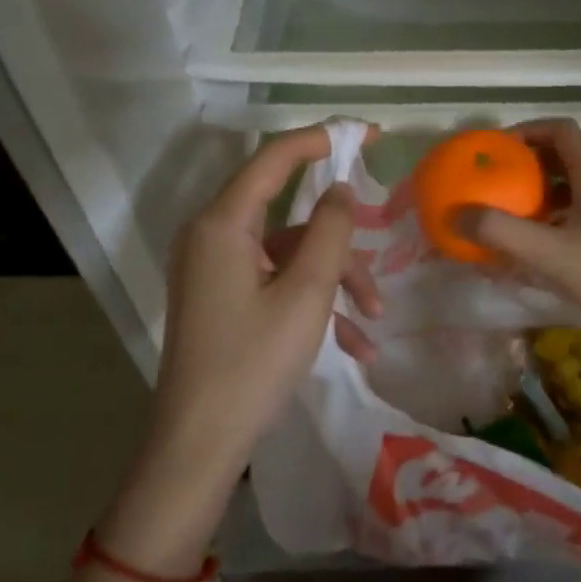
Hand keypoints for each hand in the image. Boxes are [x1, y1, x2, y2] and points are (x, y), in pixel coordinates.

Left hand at [148, 127, 375, 479]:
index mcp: (223, 224)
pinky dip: (313, 303)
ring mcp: (217, 269)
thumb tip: (341, 190)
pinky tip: (353, 344)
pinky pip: (276, 283)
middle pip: (290, 217)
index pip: (274, 157)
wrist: (199, 446)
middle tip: (382, 261)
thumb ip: (331, 231)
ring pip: (291, 255)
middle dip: (340, 244)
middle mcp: (214, 237)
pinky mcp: (223, 297)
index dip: (322, 139)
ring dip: (335, 282)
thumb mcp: (307, 294)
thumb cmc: (253, 363)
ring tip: (373, 321)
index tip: (368, 135)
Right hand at [456, 119, 580, 354]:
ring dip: (544, 194)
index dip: (526, 130)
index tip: (496, 148)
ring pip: (578, 186)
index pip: (560, 130)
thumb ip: (502, 233)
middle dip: (529, 165)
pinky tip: (546, 247)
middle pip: (567, 157)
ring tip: (514, 215)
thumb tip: (455, 214)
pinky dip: (561, 217)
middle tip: (497, 183)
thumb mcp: (552, 255)